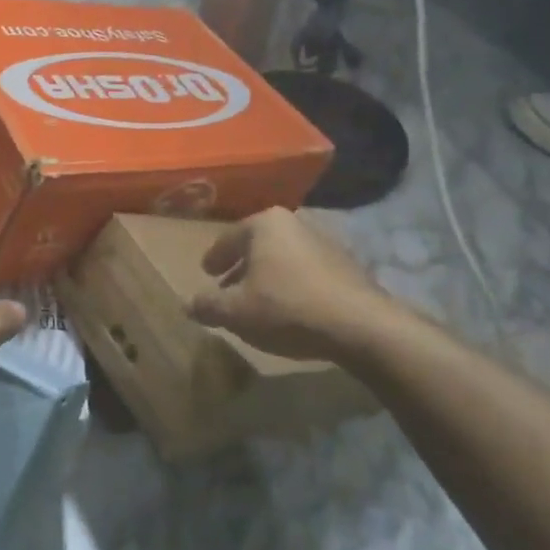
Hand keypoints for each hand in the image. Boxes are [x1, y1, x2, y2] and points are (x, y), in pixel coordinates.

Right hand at [189, 208, 407, 364]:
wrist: (361, 326)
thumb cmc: (288, 307)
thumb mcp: (236, 312)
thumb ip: (207, 305)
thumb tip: (188, 304)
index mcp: (265, 223)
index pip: (229, 238)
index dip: (214, 257)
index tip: (206, 272)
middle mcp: (295, 223)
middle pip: (258, 245)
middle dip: (242, 266)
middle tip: (227, 286)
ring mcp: (326, 242)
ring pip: (283, 258)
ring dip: (268, 276)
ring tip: (258, 301)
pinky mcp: (348, 266)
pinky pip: (307, 272)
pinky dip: (293, 285)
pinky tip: (290, 309)